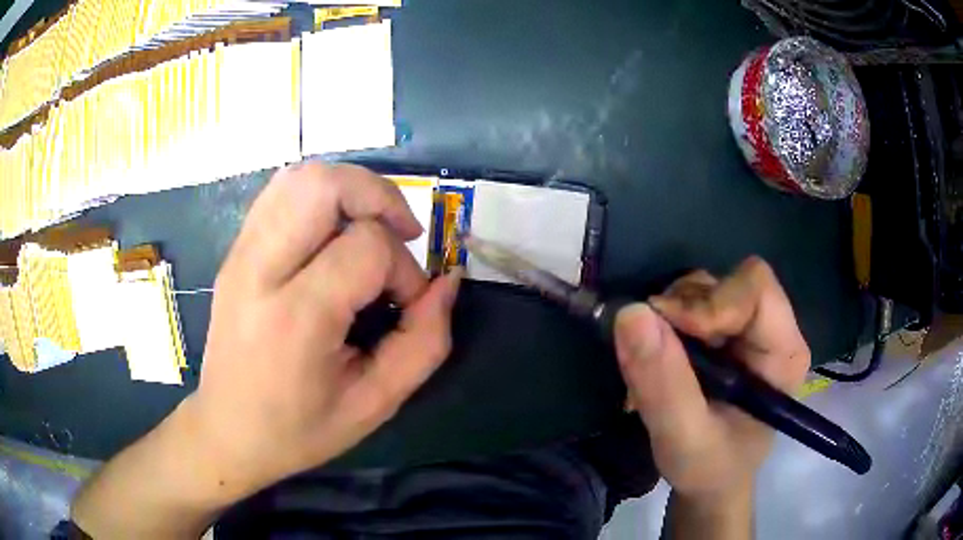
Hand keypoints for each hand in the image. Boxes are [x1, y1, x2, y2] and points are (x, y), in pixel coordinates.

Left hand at [189, 162, 461, 495]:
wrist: (227, 431)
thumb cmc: (299, 430)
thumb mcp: (376, 404)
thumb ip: (424, 341)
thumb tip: (447, 281)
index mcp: (295, 318)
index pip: (367, 247)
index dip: (404, 268)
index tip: (404, 305)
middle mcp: (260, 270)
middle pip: (324, 185)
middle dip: (379, 196)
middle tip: (399, 234)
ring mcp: (240, 254)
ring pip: (300, 176)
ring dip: (349, 190)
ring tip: (369, 229)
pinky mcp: (235, 250)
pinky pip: (281, 192)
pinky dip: (319, 196)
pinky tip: (332, 234)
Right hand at [614, 257, 809, 503]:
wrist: (709, 482)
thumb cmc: (709, 467)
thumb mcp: (684, 438)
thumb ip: (663, 385)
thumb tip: (631, 313)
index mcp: (783, 352)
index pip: (755, 289)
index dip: (709, 303)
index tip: (667, 336)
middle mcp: (772, 329)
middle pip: (726, 282)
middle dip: (683, 311)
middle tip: (654, 356)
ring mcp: (748, 327)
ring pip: (704, 287)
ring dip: (670, 317)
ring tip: (656, 365)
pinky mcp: (725, 331)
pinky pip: (690, 302)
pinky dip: (665, 322)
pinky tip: (659, 359)